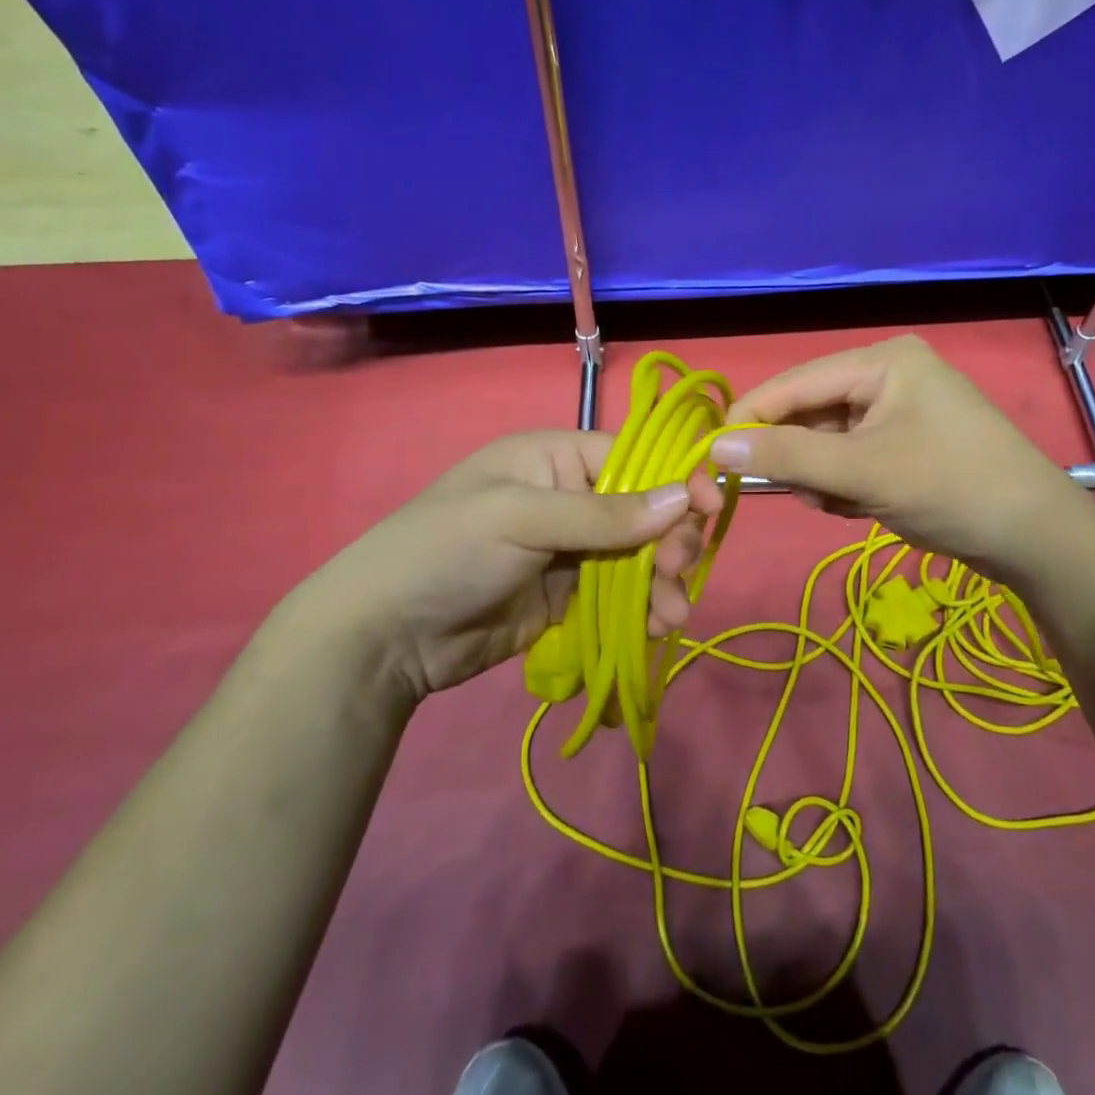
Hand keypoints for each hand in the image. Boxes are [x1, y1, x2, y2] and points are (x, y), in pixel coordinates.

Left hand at [276, 431, 722, 701]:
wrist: (384, 636)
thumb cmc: (446, 550)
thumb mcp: (520, 518)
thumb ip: (604, 513)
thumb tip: (683, 499)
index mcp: (556, 458)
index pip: (634, 460)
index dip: (676, 481)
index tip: (711, 509)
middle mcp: (570, 497)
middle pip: (645, 510)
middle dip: (670, 539)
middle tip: (678, 571)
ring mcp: (571, 550)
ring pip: (639, 556)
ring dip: (662, 581)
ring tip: (670, 613)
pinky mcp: (569, 596)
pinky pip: (621, 595)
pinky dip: (643, 608)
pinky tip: (656, 626)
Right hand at [713, 335, 1092, 579]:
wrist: (1035, 538)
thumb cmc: (950, 488)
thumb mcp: (862, 472)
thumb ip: (787, 456)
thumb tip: (715, 445)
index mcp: (883, 360)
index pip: (796, 381)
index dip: (752, 416)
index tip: (713, 454)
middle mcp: (888, 375)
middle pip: (812, 412)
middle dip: (803, 459)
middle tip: (810, 495)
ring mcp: (900, 410)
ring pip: (829, 442)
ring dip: (825, 478)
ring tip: (848, 504)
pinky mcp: (907, 443)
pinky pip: (852, 458)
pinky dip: (847, 486)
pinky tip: (866, 508)